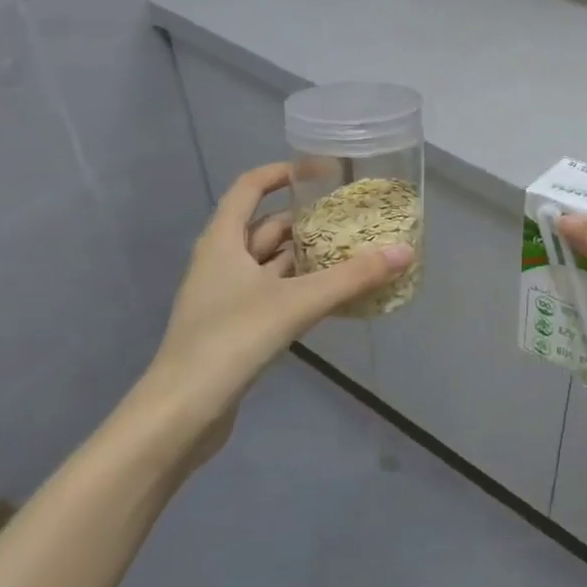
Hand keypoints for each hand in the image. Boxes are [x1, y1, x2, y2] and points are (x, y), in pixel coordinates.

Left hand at [136, 163, 414, 432]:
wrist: (181, 413)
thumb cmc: (231, 340)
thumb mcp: (296, 303)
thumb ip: (352, 277)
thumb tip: (405, 251)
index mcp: (223, 241)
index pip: (250, 187)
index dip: (283, 173)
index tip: (321, 172)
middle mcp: (221, 261)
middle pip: (266, 226)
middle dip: (307, 219)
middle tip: (351, 216)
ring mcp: (226, 296)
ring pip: (272, 263)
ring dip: (307, 255)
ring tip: (352, 250)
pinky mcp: (234, 327)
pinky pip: (274, 293)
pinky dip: (302, 287)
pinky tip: (333, 295)